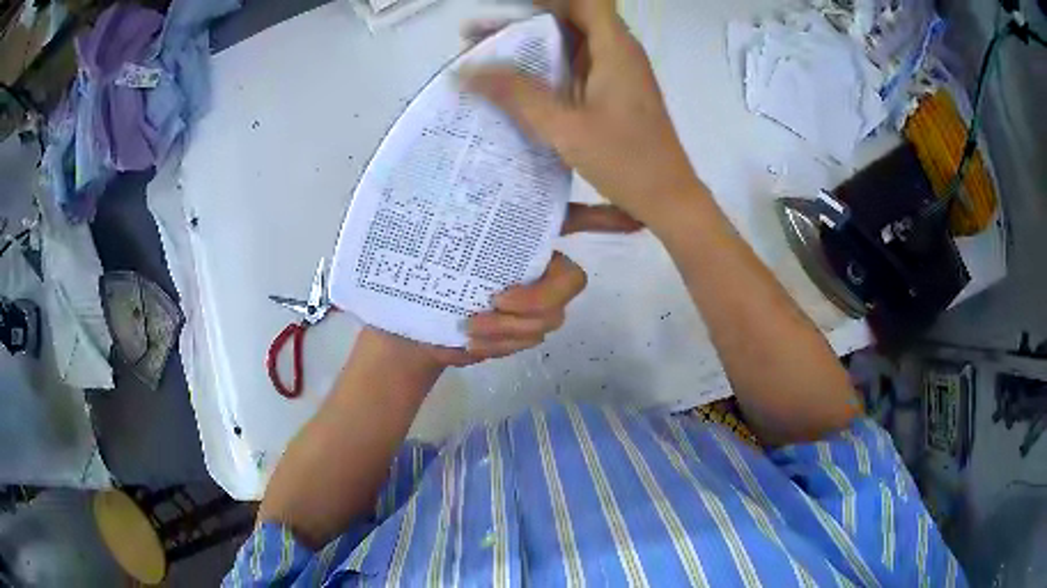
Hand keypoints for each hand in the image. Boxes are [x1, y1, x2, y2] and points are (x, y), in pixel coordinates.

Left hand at [375, 203, 639, 368]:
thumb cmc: (418, 273)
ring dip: (510, 329)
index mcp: (521, 236)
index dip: (606, 219)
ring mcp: (531, 303)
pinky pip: (529, 341)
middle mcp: (536, 266)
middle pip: (569, 283)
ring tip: (468, 330)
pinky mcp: (519, 333)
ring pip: (548, 319)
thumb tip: (453, 150)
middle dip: (536, 299)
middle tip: (494, 303)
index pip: (572, 219)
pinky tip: (471, 344)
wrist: (405, 328)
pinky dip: (501, 345)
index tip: (633, 220)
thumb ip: (450, 205)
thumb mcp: (428, 233)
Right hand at [462, 0, 703, 226]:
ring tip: (485, 60)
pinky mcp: (613, 92)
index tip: (505, 13)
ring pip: (570, 44)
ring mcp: (617, 73)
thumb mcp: (565, 127)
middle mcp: (619, 52)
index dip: (543, 2)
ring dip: (531, 47)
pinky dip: (545, 69)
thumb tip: (466, 71)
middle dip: (523, 23)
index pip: (583, 2)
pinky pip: (575, 67)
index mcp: (615, 49)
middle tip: (477, 39)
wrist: (668, 199)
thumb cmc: (626, 162)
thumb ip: (517, 94)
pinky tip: (516, 86)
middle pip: (570, 19)